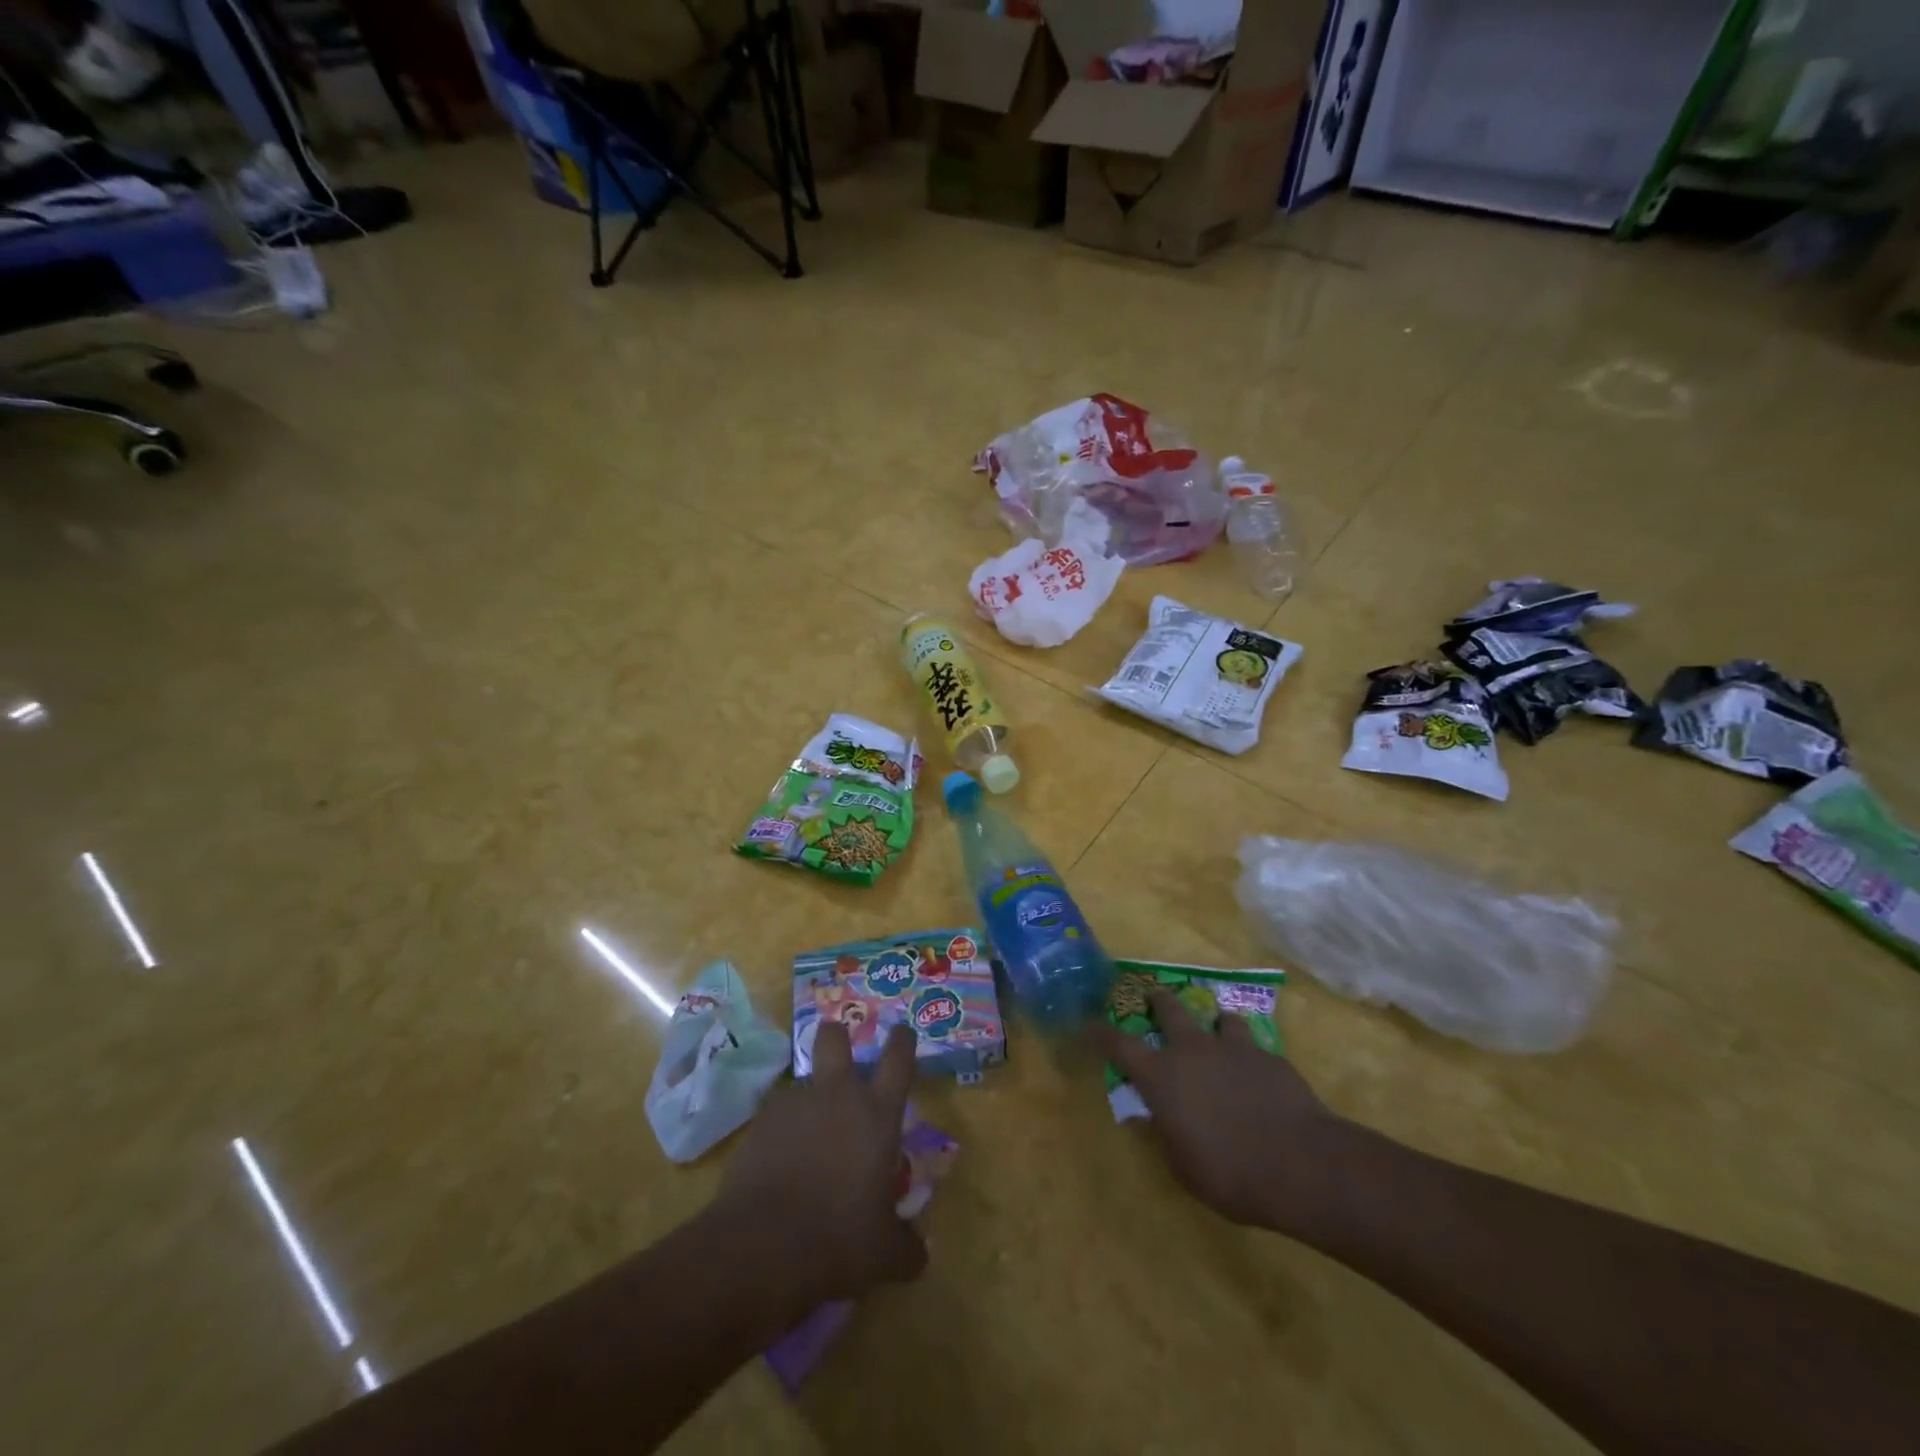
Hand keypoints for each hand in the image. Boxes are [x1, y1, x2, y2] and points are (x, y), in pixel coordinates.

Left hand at [713, 1022, 925, 1305]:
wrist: (762, 1247)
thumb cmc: (839, 1240)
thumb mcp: (885, 1254)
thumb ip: (907, 1246)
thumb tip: (920, 1252)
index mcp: (877, 1114)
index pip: (898, 1059)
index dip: (902, 1040)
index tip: (903, 1031)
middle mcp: (837, 1096)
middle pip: (835, 1038)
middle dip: (838, 1034)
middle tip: (840, 1044)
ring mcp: (794, 1105)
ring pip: (803, 1082)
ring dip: (809, 1101)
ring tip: (807, 1139)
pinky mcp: (758, 1125)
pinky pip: (776, 1117)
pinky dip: (781, 1133)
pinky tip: (779, 1165)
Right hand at [1093, 990, 1350, 1236]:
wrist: (1299, 1163)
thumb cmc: (1229, 1172)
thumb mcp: (1183, 1166)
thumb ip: (1167, 1134)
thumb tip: (1156, 1117)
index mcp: (1161, 1076)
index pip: (1118, 1044)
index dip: (1100, 1032)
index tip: (1089, 1024)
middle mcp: (1192, 1050)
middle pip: (1168, 1008)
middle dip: (1157, 1000)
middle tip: (1153, 996)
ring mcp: (1233, 1047)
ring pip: (1217, 1016)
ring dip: (1213, 1022)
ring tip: (1217, 1029)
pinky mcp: (1269, 1056)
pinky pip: (1253, 1044)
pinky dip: (1248, 1052)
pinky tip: (1258, 1072)